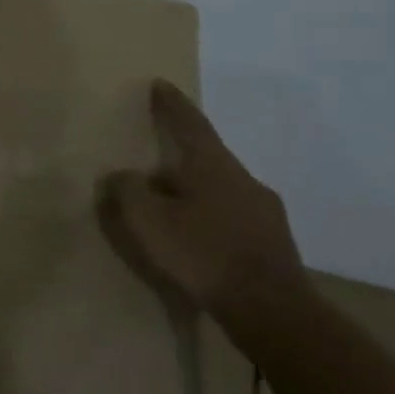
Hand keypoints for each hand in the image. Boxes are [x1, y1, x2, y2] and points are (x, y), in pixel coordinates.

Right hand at [98, 80, 304, 312]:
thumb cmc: (203, 254)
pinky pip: (232, 217)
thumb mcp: (148, 220)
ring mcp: (264, 210)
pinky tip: (198, 240)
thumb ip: (128, 191)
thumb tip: (121, 175)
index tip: (160, 84)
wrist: (271, 309)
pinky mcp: (273, 241)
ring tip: (170, 210)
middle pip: (205, 158)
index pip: (189, 124)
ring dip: (194, 192)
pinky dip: (210, 218)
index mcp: (212, 165)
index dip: (172, 104)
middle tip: (152, 167)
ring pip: (220, 189)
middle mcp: (243, 178)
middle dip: (178, 159)